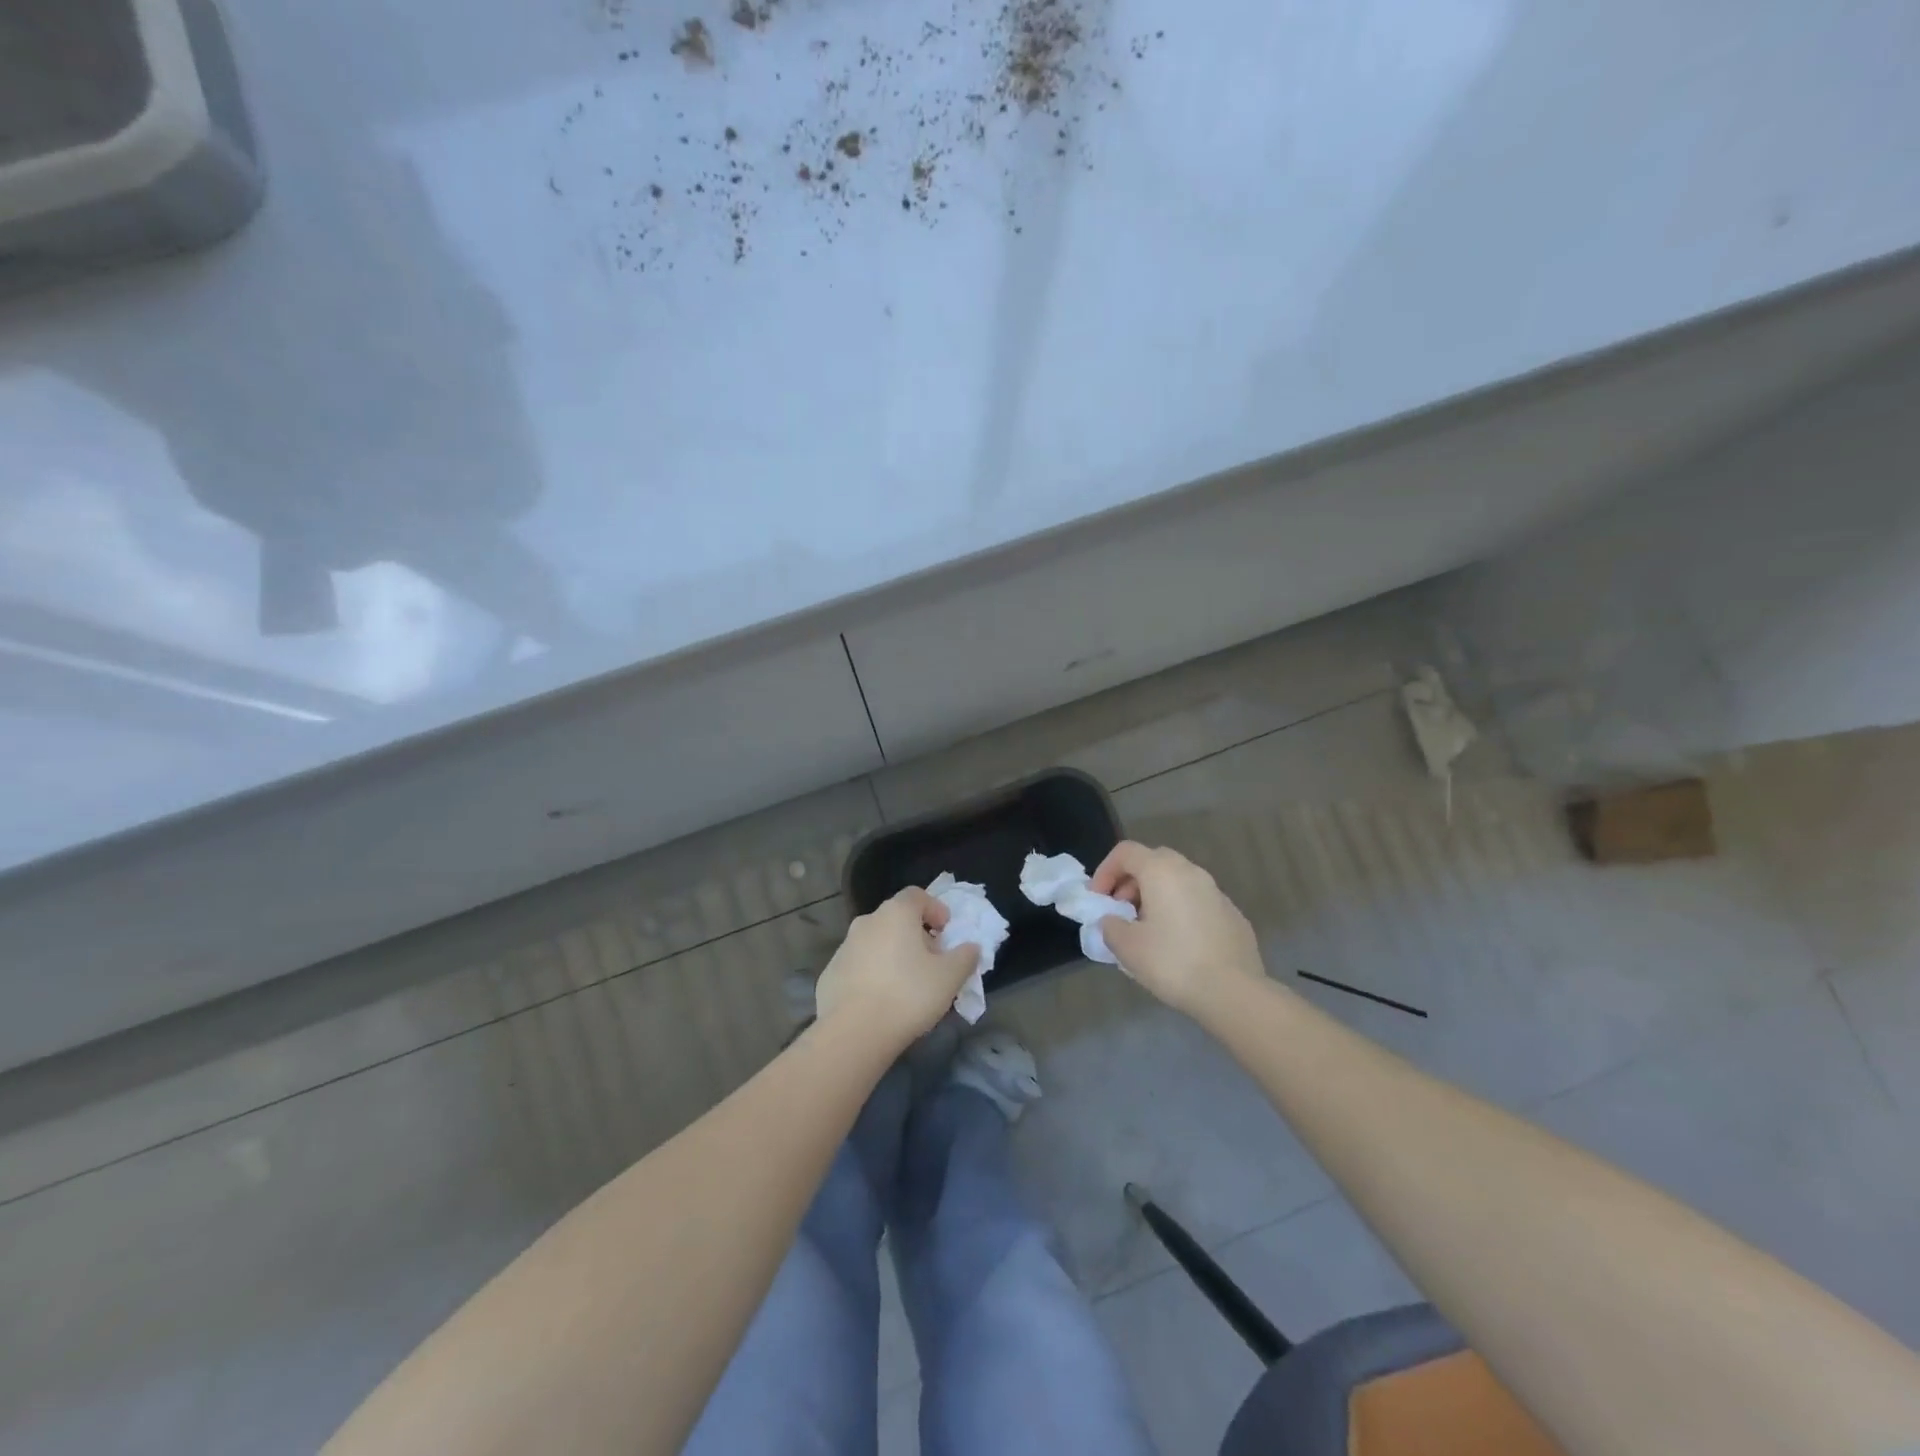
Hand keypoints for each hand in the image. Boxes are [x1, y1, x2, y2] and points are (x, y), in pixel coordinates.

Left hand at [815, 888, 978, 1047]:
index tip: (946, 932)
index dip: (935, 909)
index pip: (917, 895)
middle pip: (896, 918)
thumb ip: (965, 956)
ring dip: (893, 954)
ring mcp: (844, 947)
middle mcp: (867, 921)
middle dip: (916, 934)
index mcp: (896, 914)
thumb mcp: (950, 977)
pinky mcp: (830, 972)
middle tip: (931, 961)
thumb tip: (970, 947)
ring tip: (907, 984)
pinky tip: (881, 1000)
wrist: (853, 1033)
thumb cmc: (908, 995)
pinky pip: (859, 965)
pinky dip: (873, 973)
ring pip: (876, 941)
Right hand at [1091, 841, 1264, 1015]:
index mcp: (1162, 871)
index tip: (1098, 899)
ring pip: (1178, 880)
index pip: (1126, 852)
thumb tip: (1113, 921)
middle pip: (1153, 861)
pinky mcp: (1233, 914)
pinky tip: (1178, 943)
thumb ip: (1110, 926)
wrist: (1234, 992)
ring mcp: (1216, 892)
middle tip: (1121, 910)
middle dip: (1131, 881)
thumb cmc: (1173, 962)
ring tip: (1147, 929)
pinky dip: (1180, 910)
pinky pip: (1197, 901)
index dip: (1105, 871)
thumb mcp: (1127, 947)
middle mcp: (1191, 872)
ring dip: (1156, 896)